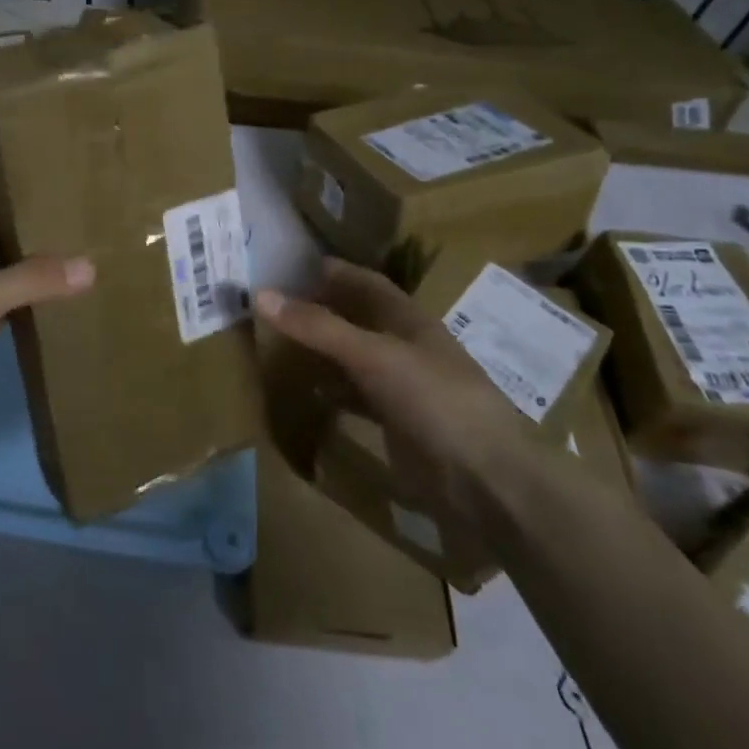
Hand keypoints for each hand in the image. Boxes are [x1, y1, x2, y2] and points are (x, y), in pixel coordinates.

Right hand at [255, 259, 535, 525]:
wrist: (486, 481)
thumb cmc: (434, 401)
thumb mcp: (372, 356)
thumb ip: (319, 327)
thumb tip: (261, 294)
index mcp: (408, 319)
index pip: (364, 282)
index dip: (331, 272)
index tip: (288, 267)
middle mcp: (405, 345)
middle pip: (356, 318)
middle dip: (320, 310)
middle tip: (272, 307)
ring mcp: (403, 386)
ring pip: (354, 357)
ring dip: (322, 351)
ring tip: (278, 345)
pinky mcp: (398, 422)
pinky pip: (356, 396)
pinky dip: (331, 391)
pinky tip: (305, 393)